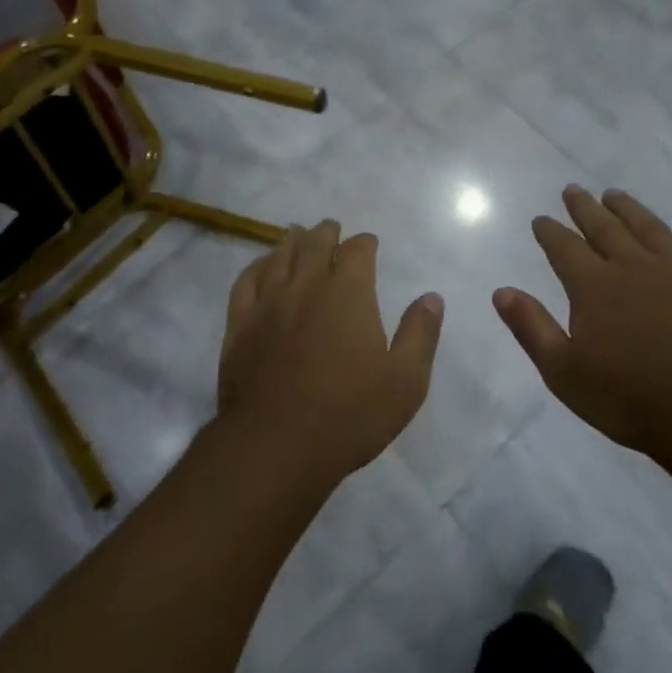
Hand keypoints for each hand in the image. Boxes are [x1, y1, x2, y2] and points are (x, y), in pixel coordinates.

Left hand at [216, 220, 444, 487]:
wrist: (276, 444)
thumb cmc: (349, 414)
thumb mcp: (405, 381)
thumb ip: (420, 334)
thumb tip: (432, 297)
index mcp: (348, 293)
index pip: (357, 251)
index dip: (365, 243)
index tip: (369, 244)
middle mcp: (306, 286)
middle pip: (314, 244)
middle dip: (326, 233)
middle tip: (330, 228)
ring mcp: (268, 303)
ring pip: (279, 257)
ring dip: (291, 241)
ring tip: (297, 234)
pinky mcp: (240, 325)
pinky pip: (246, 281)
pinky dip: (256, 266)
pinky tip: (260, 266)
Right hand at [493, 187, 671, 457]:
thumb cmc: (628, 397)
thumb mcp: (563, 371)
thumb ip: (531, 327)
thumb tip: (502, 291)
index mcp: (594, 287)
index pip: (565, 249)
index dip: (550, 232)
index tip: (541, 219)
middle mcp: (633, 267)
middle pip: (605, 229)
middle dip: (585, 209)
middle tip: (573, 190)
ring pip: (649, 229)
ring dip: (629, 209)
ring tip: (614, 194)